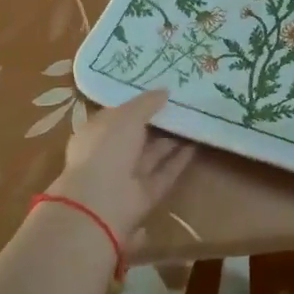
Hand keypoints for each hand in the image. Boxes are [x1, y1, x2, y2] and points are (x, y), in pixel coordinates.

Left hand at [46, 89, 194, 242]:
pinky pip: (165, 172)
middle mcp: (110, 154)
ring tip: (195, 119)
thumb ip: (146, 102)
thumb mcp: (126, 116)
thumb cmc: (106, 148)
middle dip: (158, 121)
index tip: (159, 91)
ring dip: (172, 138)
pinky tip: (197, 142)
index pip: (117, 115)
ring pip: (153, 154)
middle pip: (137, 135)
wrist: (102, 201)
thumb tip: (165, 91)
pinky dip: (180, 159)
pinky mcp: (147, 193)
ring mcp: (128, 176)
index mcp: (96, 133)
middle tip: (183, 103)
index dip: (137, 103)